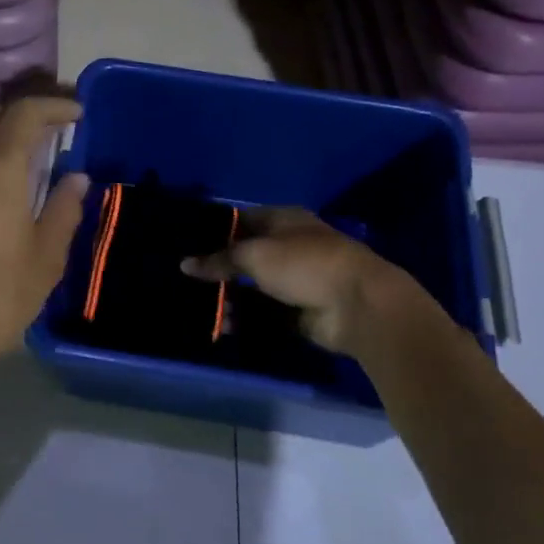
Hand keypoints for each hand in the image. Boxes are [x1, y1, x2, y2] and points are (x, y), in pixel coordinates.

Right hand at [184, 208, 437, 357]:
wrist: (358, 306)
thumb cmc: (305, 264)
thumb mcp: (255, 255)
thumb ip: (220, 260)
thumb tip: (185, 264)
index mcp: (283, 220)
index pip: (242, 219)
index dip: (214, 229)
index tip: (186, 242)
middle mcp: (288, 246)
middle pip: (245, 254)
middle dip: (219, 267)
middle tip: (185, 278)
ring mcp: (294, 279)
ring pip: (252, 286)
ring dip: (229, 296)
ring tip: (198, 306)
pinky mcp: (298, 310)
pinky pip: (263, 313)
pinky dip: (245, 317)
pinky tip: (221, 324)